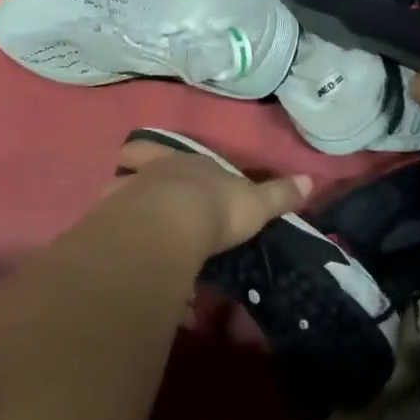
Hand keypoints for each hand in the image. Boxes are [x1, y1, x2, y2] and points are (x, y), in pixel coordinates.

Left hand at [106, 137, 311, 257]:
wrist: (169, 227)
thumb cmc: (216, 207)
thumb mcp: (255, 202)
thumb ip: (279, 194)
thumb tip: (310, 179)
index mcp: (183, 163)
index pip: (160, 150)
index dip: (153, 154)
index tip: (144, 156)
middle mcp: (149, 175)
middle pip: (132, 168)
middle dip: (134, 179)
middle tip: (139, 197)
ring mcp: (124, 200)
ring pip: (117, 199)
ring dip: (123, 213)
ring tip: (135, 236)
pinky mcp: (109, 231)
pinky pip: (113, 239)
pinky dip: (122, 251)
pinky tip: (133, 270)